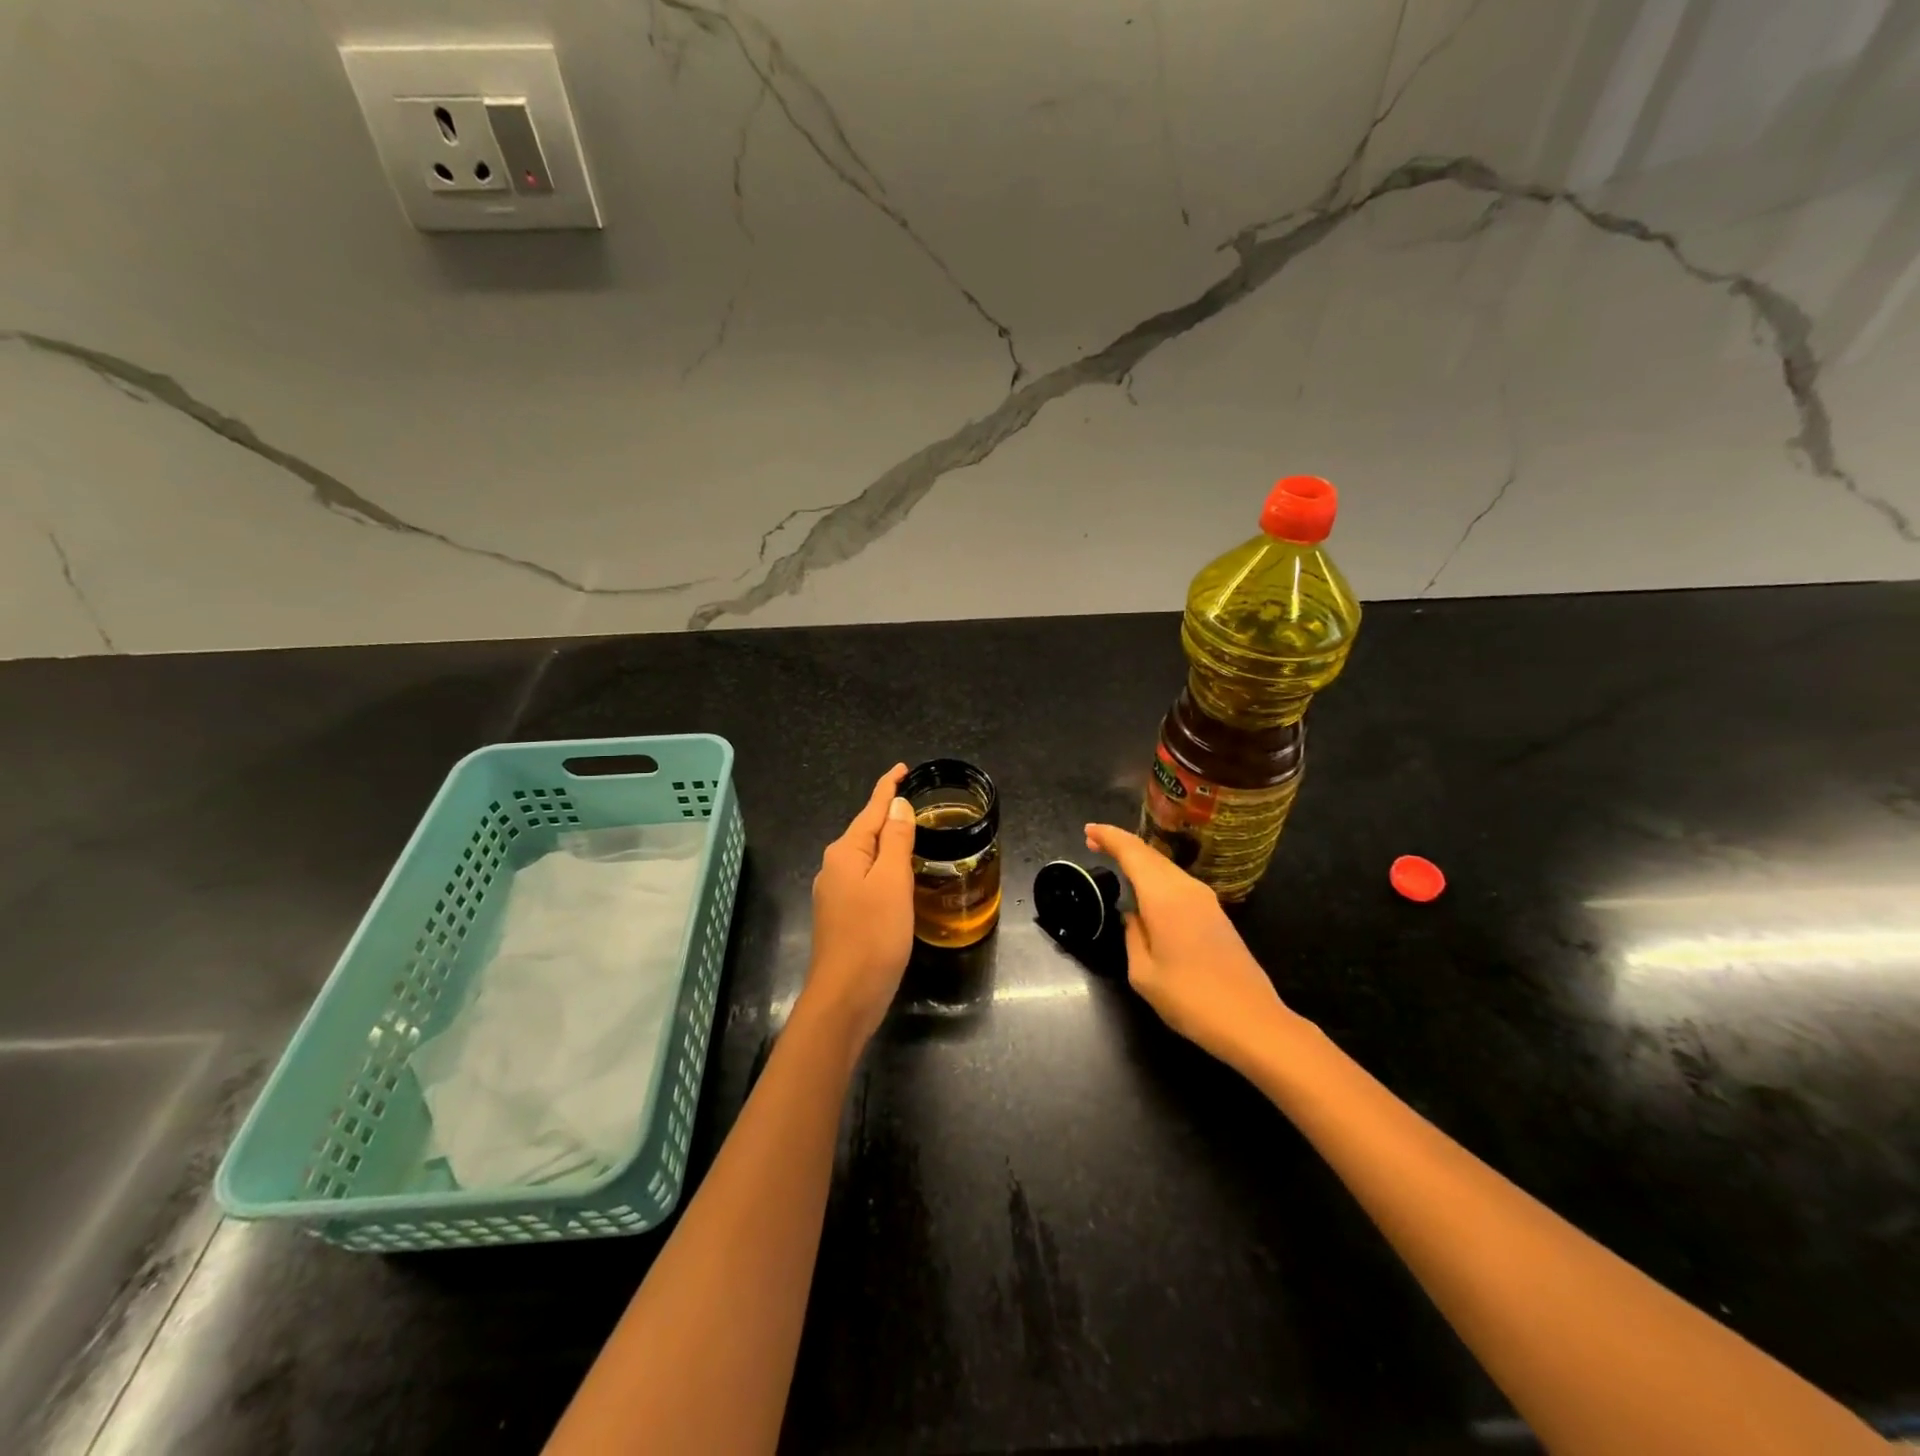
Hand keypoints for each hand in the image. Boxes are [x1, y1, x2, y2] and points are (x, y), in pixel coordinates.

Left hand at [800, 764, 916, 1049]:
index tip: (902, 769)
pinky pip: (866, 878)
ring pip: (866, 857)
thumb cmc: (873, 935)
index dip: (888, 788)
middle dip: (889, 815)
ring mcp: (835, 892)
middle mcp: (834, 867)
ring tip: (915, 834)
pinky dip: (885, 868)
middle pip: (867, 831)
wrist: (846, 996)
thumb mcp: (892, 882)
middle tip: (919, 802)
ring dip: (889, 843)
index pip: (871, 809)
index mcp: (846, 852)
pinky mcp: (842, 915)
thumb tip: (897, 805)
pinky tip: (900, 876)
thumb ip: (896, 841)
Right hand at [1084, 823, 1292, 1069]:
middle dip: (1122, 844)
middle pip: (1151, 854)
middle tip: (1095, 842)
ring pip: (1166, 867)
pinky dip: (1156, 876)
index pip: (1133, 852)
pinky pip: (1178, 883)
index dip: (1109, 837)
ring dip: (1140, 860)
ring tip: (1116, 861)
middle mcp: (1186, 889)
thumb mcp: (1144, 974)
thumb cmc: (1191, 1000)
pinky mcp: (1216, 915)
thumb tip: (1133, 917)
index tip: (1088, 830)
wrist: (1253, 1022)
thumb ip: (1132, 935)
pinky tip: (1147, 889)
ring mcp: (1206, 900)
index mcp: (1164, 897)